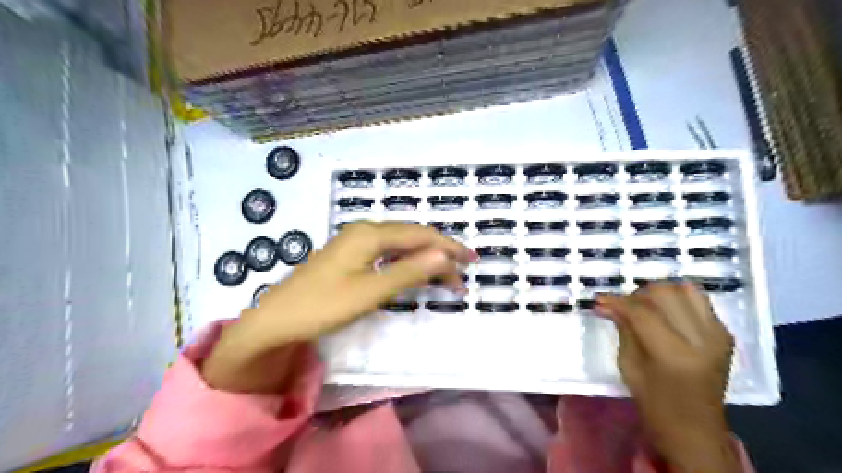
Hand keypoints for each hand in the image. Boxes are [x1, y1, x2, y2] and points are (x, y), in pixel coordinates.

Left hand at [202, 221, 474, 391]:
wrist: (275, 319)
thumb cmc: (322, 306)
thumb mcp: (370, 292)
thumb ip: (408, 272)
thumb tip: (445, 256)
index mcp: (370, 234)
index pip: (420, 235)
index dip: (448, 247)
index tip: (472, 261)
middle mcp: (365, 230)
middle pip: (412, 235)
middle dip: (440, 251)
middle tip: (464, 270)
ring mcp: (355, 241)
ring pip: (400, 244)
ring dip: (424, 257)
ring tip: (446, 274)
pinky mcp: (350, 254)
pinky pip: (387, 251)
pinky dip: (407, 261)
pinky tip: (414, 270)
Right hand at [594, 282, 738, 470]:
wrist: (696, 428)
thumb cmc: (655, 404)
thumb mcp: (629, 366)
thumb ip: (622, 329)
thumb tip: (605, 303)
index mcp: (675, 354)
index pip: (642, 312)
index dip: (617, 301)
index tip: (599, 298)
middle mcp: (702, 339)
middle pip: (664, 294)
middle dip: (637, 295)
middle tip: (622, 306)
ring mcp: (718, 334)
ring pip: (684, 290)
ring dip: (658, 292)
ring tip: (644, 305)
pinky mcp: (725, 333)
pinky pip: (698, 300)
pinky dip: (677, 298)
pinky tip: (664, 311)